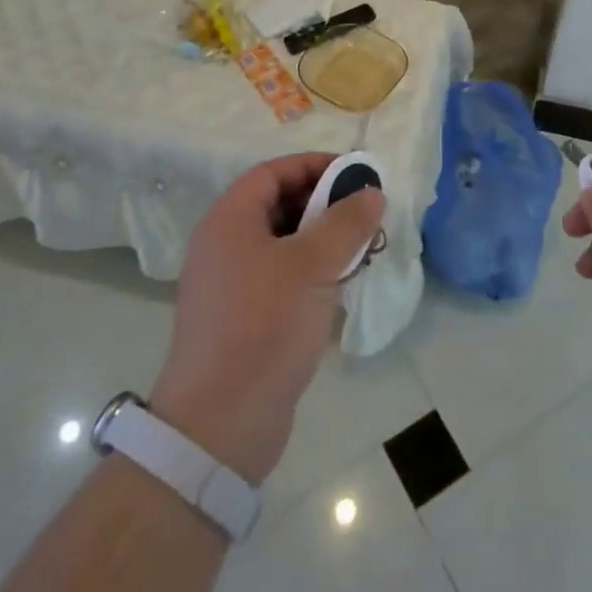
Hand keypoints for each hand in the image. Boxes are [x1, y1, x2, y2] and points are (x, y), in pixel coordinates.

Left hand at [149, 153, 383, 483]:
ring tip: (361, 251)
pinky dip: (311, 275)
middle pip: (278, 205)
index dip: (314, 166)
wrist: (219, 426)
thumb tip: (372, 192)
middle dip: (324, 205)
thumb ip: (346, 223)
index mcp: (229, 220)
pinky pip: (280, 279)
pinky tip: (340, 289)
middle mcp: (224, 245)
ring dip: (322, 242)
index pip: (273, 172)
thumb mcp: (313, 266)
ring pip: (283, 245)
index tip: (356, 174)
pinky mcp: (242, 320)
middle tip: (365, 214)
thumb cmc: (264, 327)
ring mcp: (230, 285)